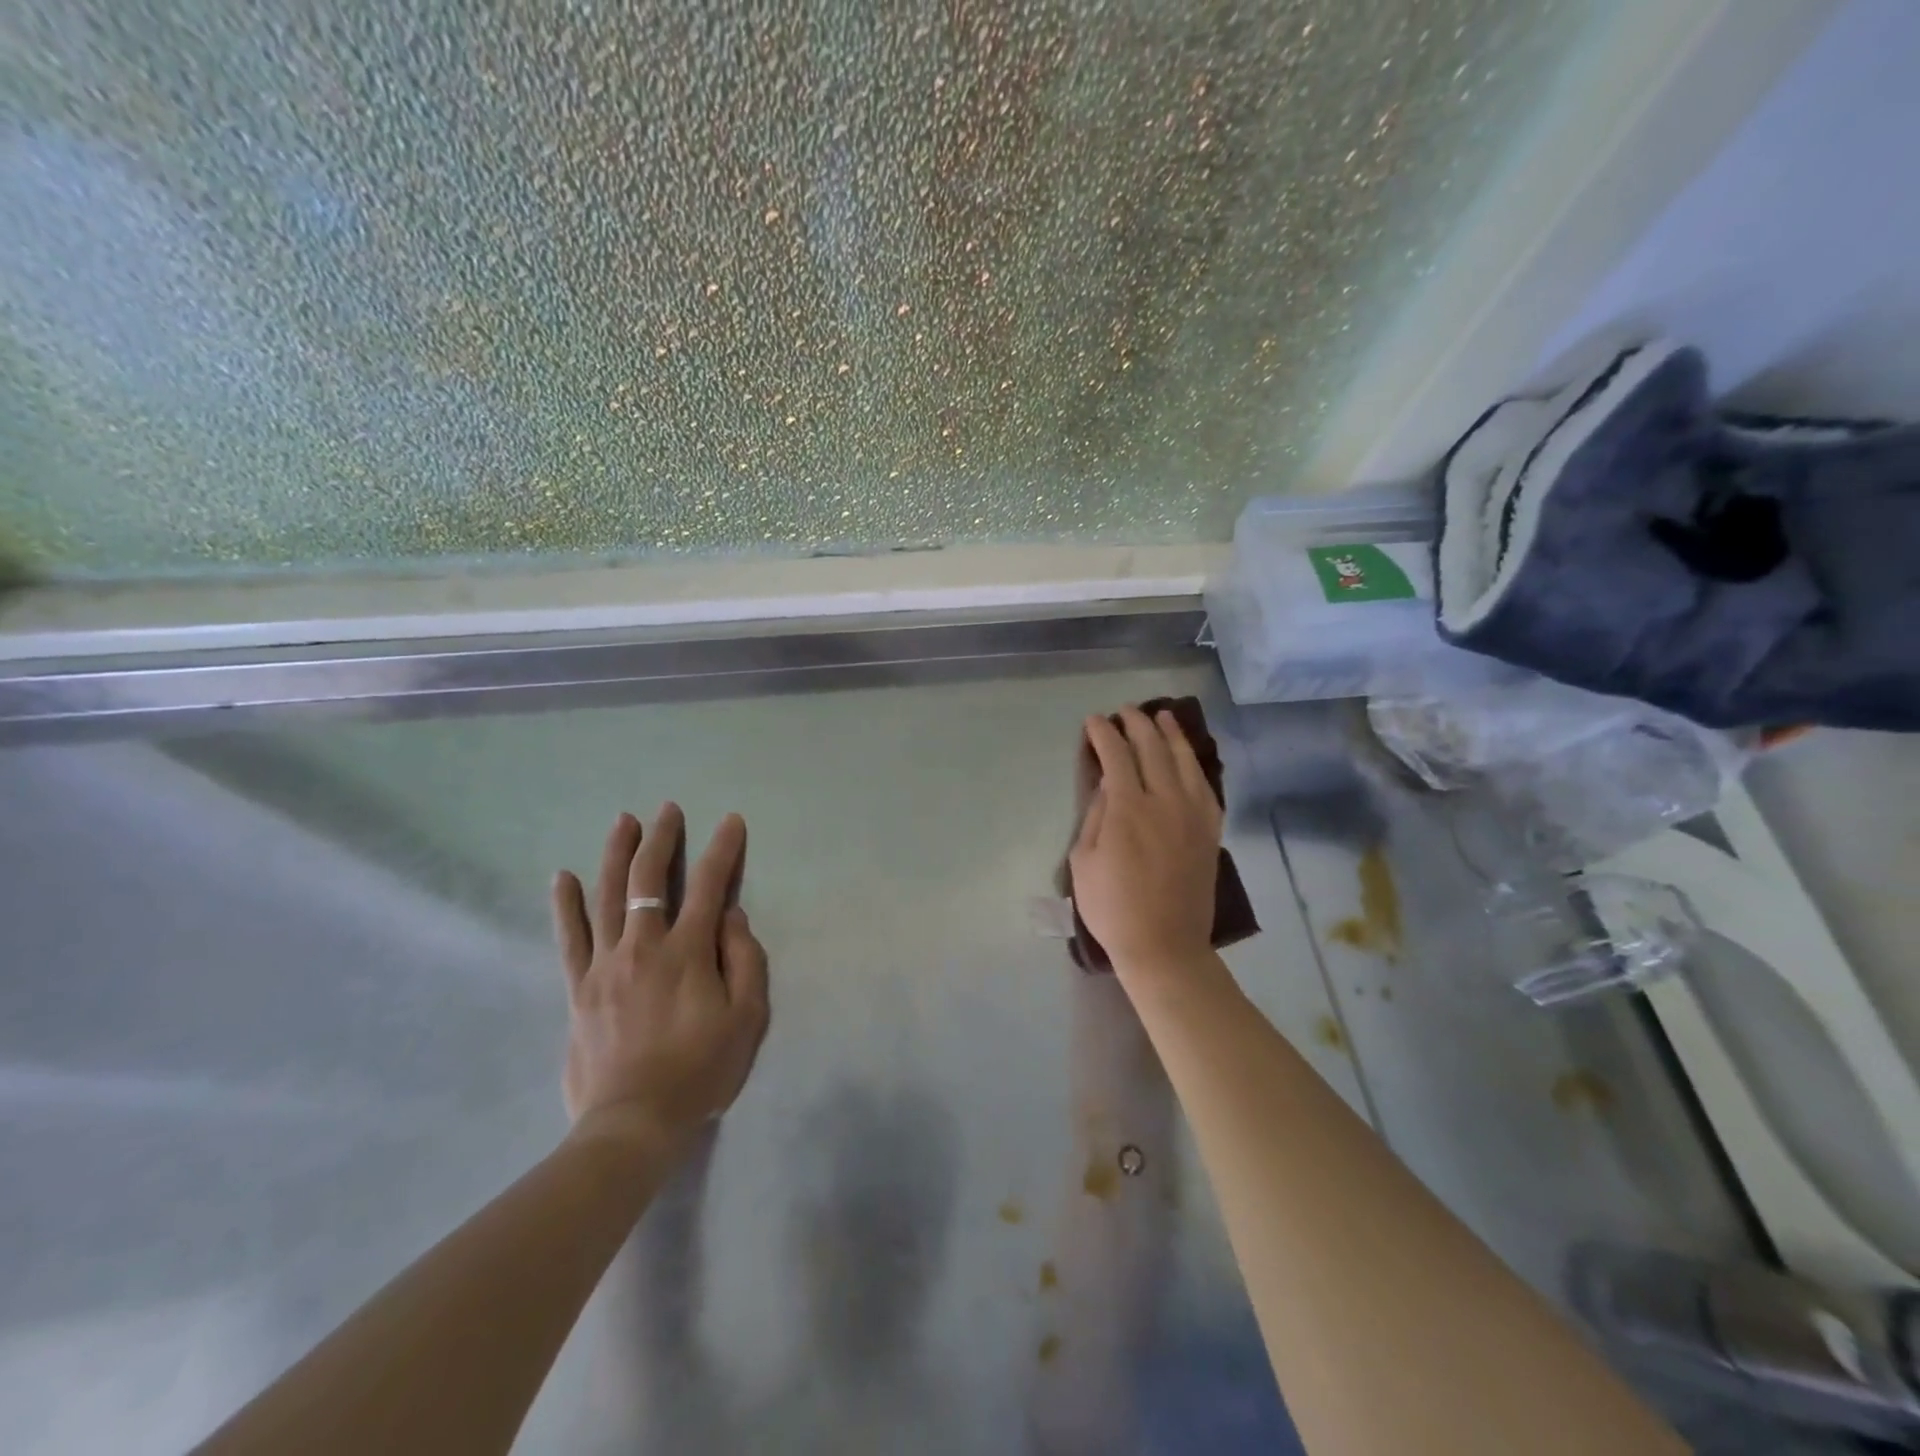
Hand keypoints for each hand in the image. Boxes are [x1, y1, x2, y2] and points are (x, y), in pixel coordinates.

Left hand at [551, 805, 770, 1150]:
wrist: (634, 1123)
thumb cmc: (701, 1070)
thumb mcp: (747, 1017)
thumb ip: (745, 959)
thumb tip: (731, 915)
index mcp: (689, 952)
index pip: (708, 885)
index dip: (722, 849)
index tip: (730, 822)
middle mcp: (644, 946)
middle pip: (649, 879)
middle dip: (661, 838)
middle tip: (667, 810)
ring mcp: (605, 965)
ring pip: (608, 896)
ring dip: (616, 854)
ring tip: (623, 821)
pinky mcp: (579, 988)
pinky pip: (570, 938)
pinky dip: (567, 905)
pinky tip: (564, 877)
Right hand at [1070, 707, 1223, 977]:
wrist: (1164, 945)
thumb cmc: (1112, 906)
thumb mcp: (1083, 860)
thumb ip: (1096, 815)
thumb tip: (1107, 783)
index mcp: (1128, 808)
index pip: (1116, 754)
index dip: (1103, 733)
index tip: (1094, 722)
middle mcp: (1164, 801)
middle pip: (1153, 748)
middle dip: (1137, 724)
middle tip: (1125, 712)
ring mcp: (1193, 815)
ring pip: (1184, 761)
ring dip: (1171, 734)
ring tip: (1163, 717)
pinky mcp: (1210, 831)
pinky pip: (1206, 787)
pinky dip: (1194, 765)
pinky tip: (1188, 758)